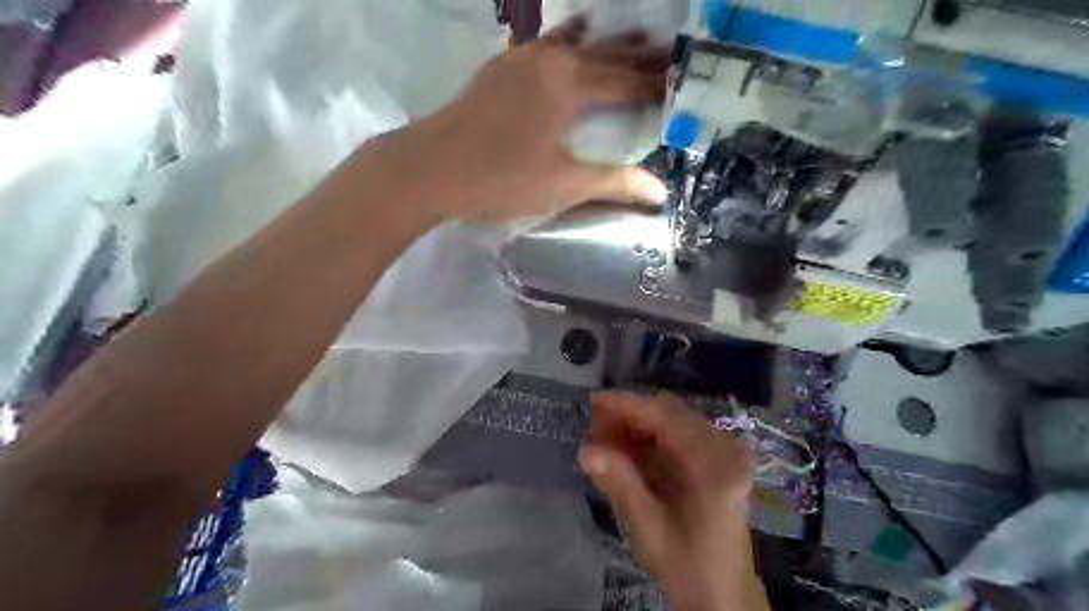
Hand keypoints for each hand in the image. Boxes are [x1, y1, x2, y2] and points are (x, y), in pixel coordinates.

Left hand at [383, 20, 673, 223]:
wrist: (431, 167)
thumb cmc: (500, 178)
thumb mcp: (562, 185)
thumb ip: (613, 183)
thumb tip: (659, 192)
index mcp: (571, 86)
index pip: (626, 82)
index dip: (656, 84)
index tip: (683, 80)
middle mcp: (552, 60)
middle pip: (606, 55)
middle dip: (641, 56)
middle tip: (673, 51)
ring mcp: (523, 59)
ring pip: (577, 43)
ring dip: (609, 42)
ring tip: (637, 34)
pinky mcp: (502, 67)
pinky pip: (547, 44)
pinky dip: (569, 39)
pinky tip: (573, 36)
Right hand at [577, 391, 764, 610]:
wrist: (724, 594)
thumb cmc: (688, 566)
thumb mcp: (649, 529)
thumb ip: (620, 484)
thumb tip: (586, 450)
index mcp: (715, 465)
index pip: (666, 418)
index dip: (627, 406)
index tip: (594, 402)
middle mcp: (724, 448)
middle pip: (669, 411)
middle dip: (629, 415)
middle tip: (595, 431)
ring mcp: (722, 450)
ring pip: (671, 419)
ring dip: (636, 425)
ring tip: (605, 442)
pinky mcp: (715, 457)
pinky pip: (676, 432)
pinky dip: (648, 436)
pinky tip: (626, 451)